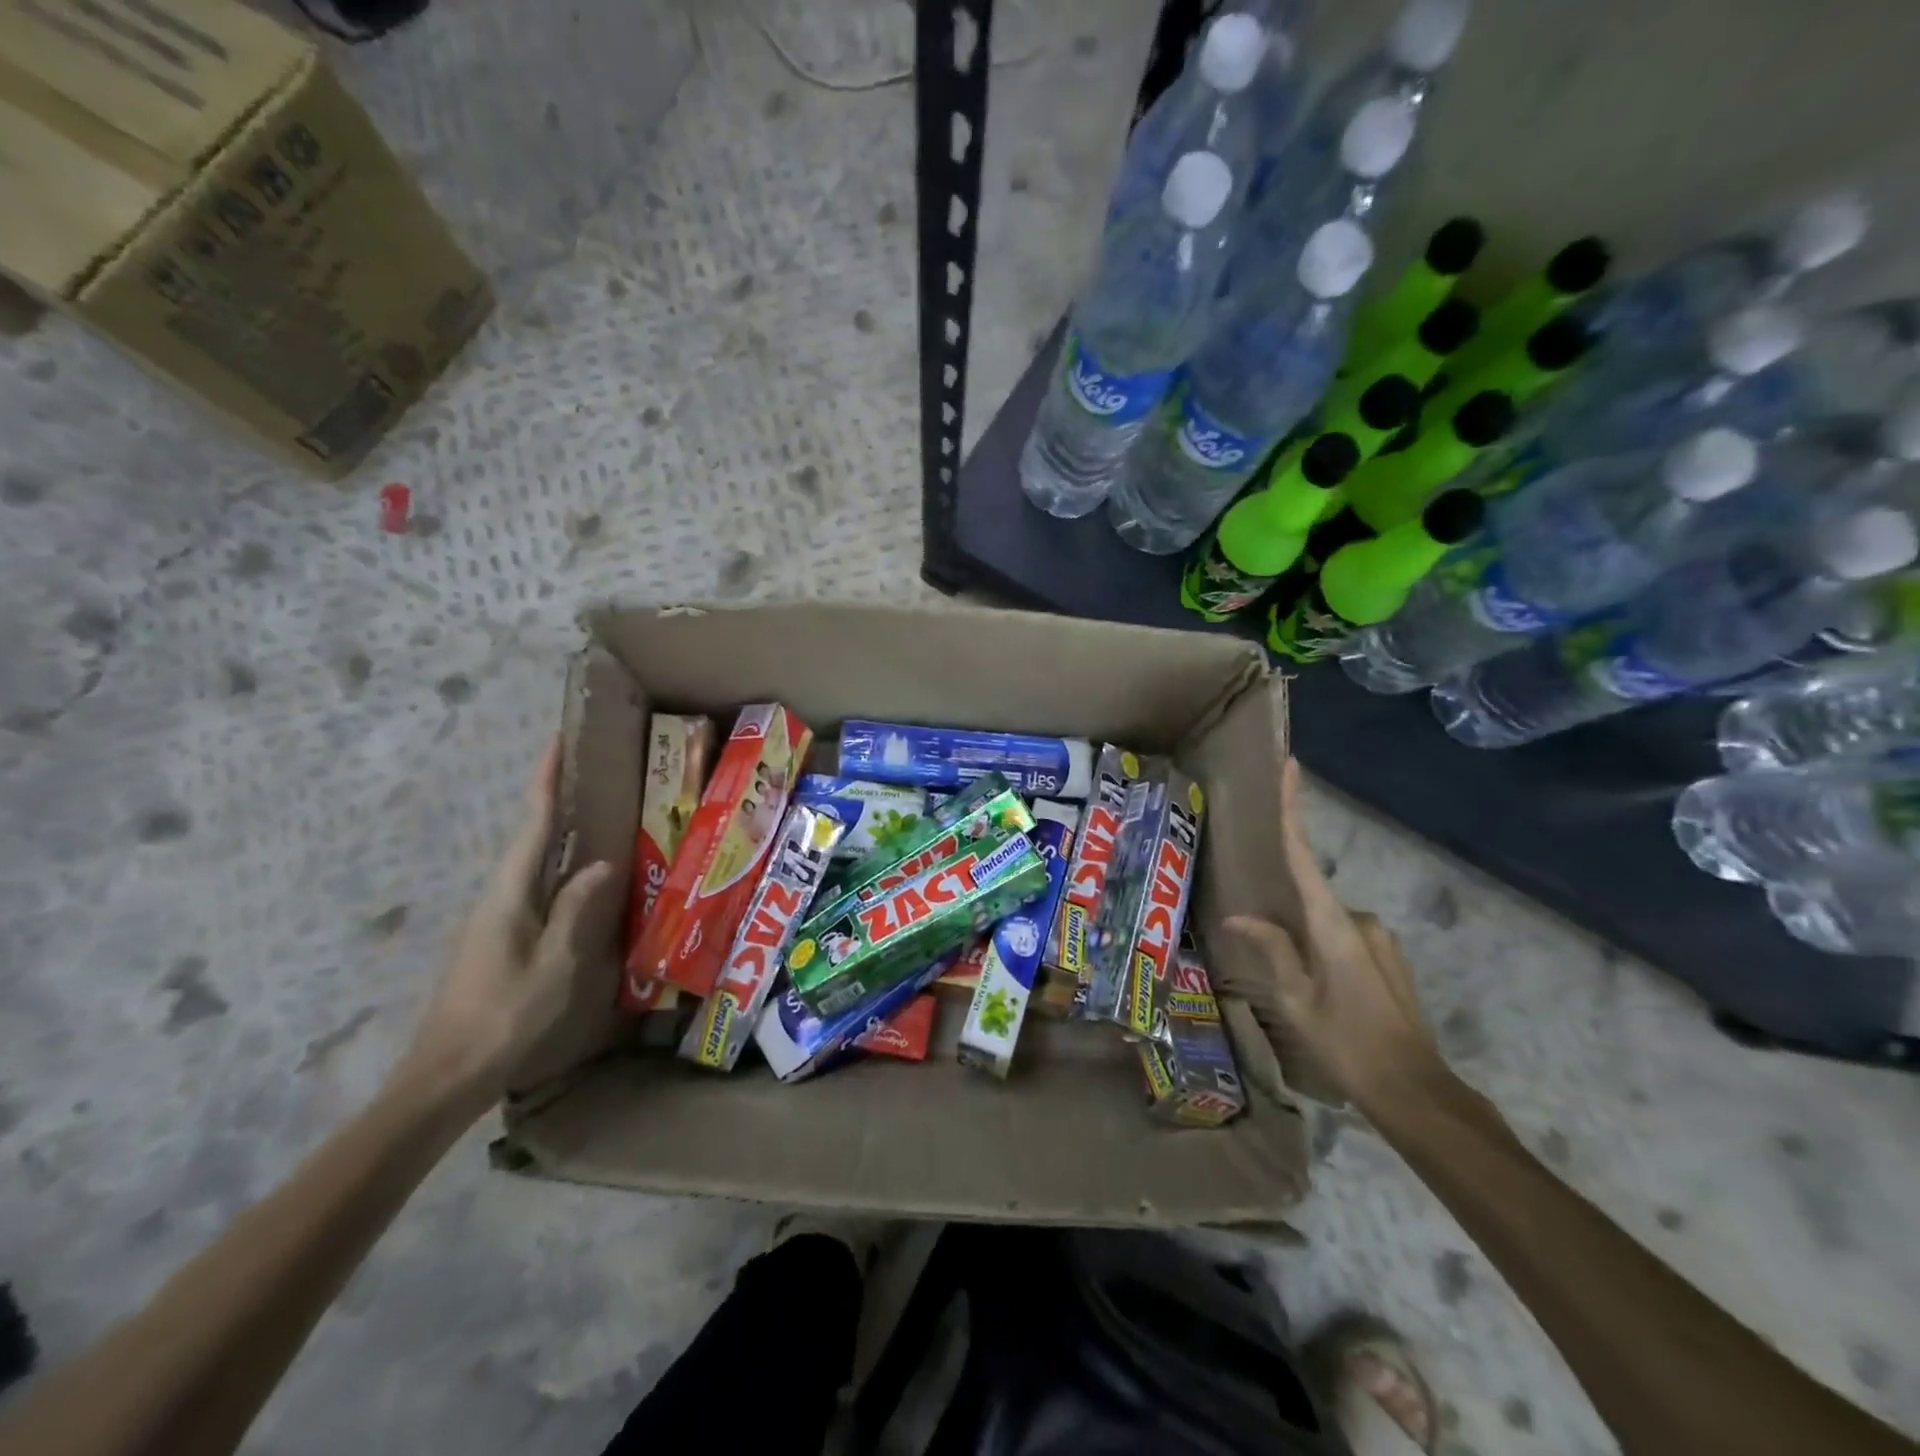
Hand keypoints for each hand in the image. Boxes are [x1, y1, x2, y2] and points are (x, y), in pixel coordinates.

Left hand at [396, 740, 614, 1107]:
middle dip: (553, 802)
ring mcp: (492, 921)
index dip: (545, 783)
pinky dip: (556, 870)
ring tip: (594, 817)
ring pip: (530, 866)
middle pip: (528, 839)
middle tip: (589, 774)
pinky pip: (533, 890)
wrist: (445, 1076)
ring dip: (557, 836)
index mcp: (507, 896)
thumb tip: (601, 863)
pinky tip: (579, 880)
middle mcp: (496, 898)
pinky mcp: (497, 941)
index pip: (532, 827)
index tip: (556, 743)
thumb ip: (576, 911)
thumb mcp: (553, 964)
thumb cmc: (504, 1016)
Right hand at [1221, 759, 1450, 1115]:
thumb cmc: (1347, 1043)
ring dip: (1308, 949)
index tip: (1290, 767)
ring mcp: (1380, 938)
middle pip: (1310, 901)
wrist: (1416, 1092)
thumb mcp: (1296, 1001)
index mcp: (1332, 924)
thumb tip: (1239, 917)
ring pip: (1326, 926)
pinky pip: (1344, 941)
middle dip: (1289, 925)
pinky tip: (1326, 999)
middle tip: (1281, 968)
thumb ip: (1271, 951)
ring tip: (1303, 997)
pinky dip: (1326, 956)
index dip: (1293, 810)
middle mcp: (1360, 920)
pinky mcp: (1388, 957)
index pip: (1303, 856)